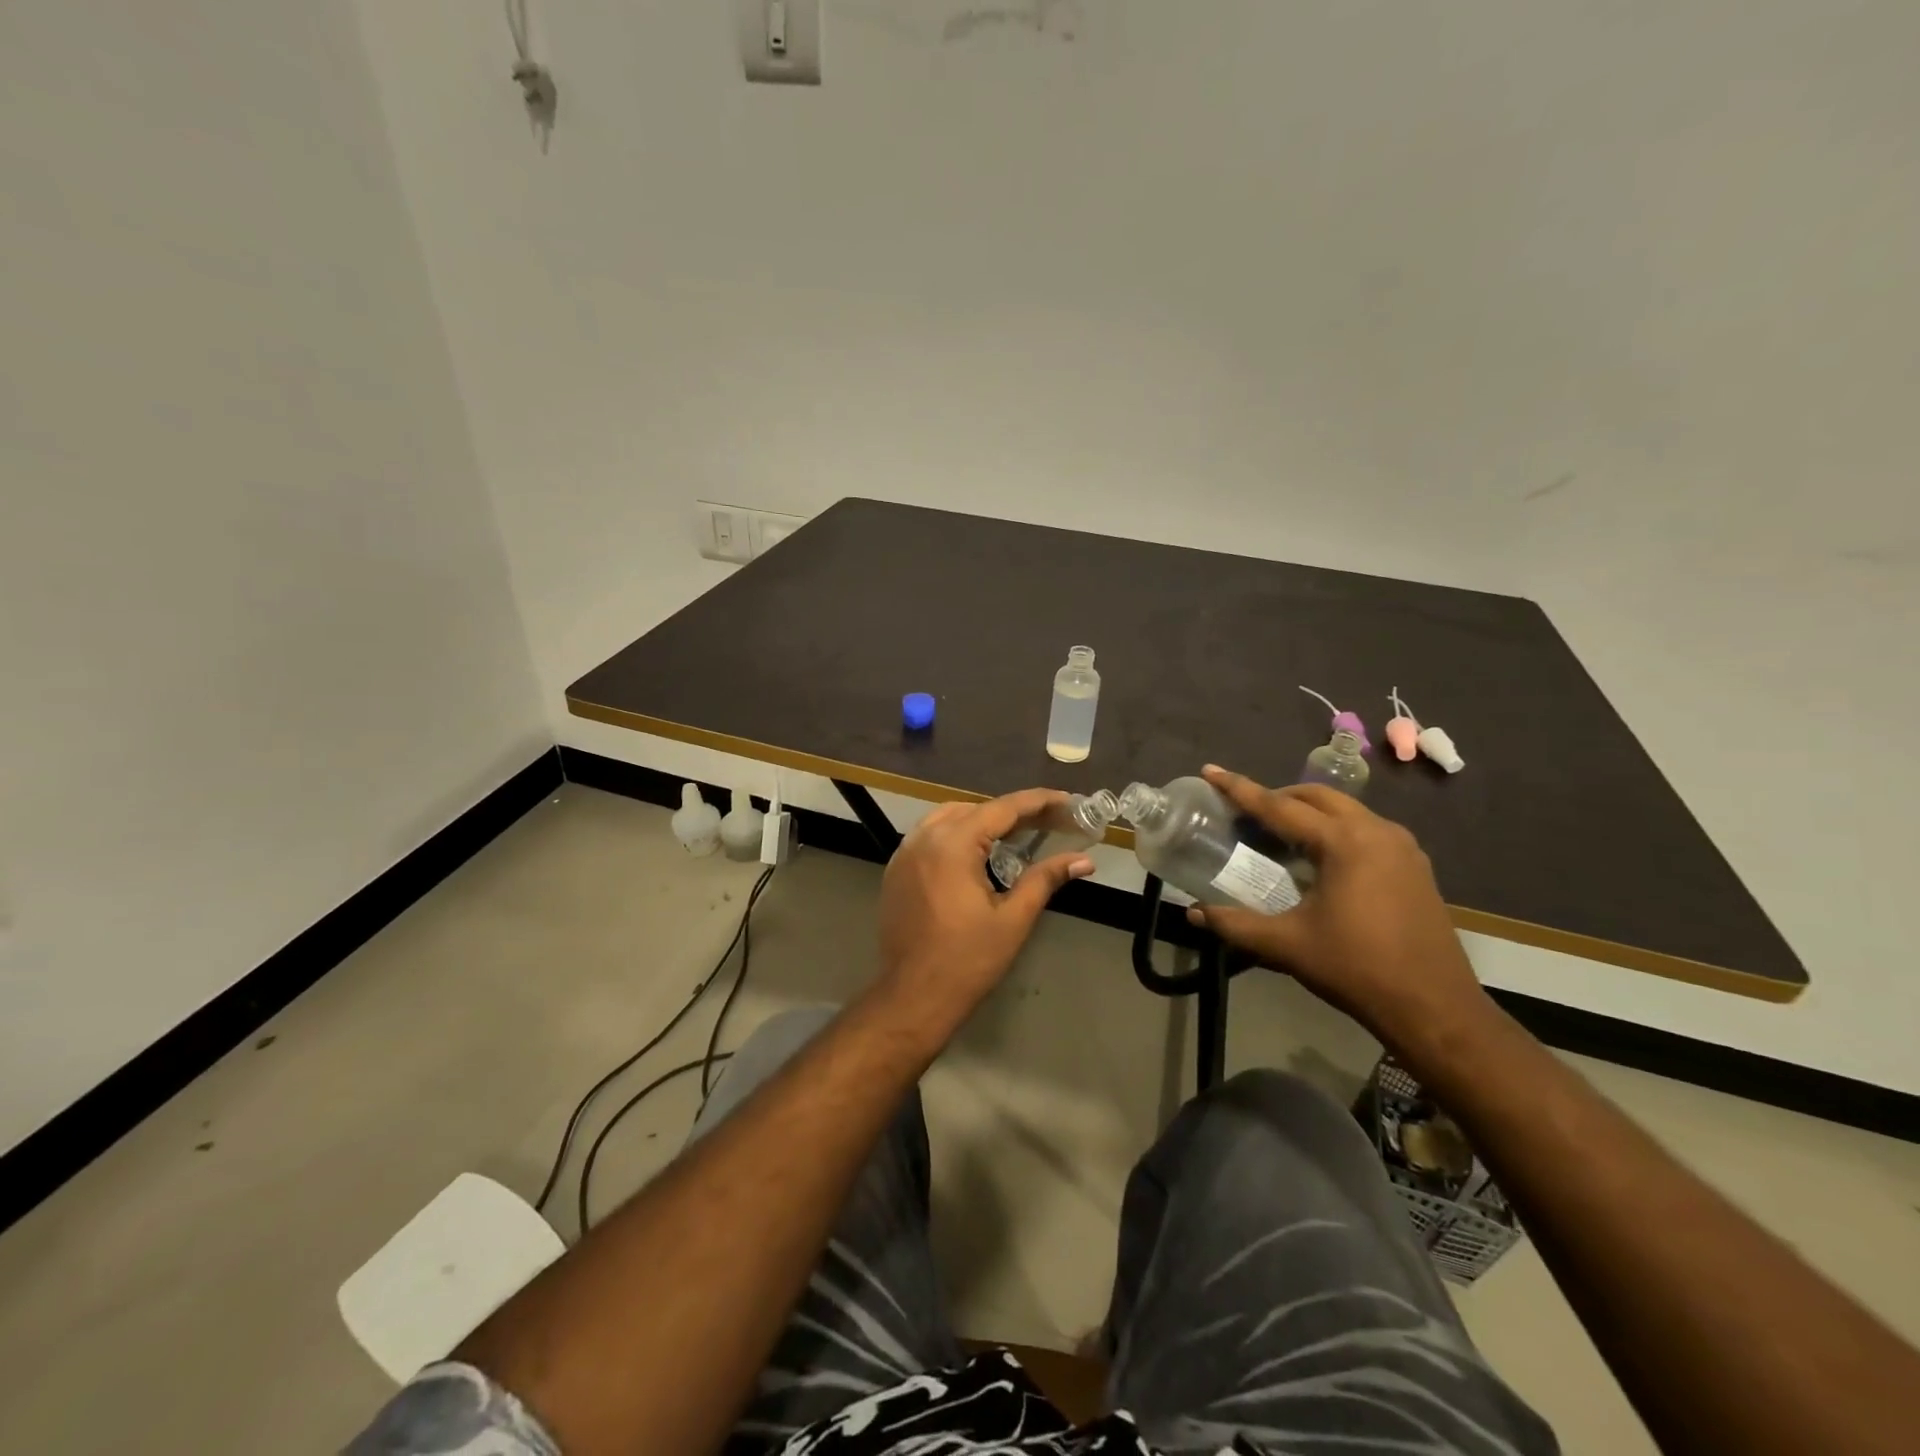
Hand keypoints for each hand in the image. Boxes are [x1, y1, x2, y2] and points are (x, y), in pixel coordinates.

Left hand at [878, 789, 1095, 1020]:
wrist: (912, 997)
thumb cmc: (967, 960)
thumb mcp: (1013, 919)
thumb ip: (1045, 879)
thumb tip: (1084, 860)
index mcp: (953, 844)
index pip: (1003, 808)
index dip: (1039, 802)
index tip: (1068, 801)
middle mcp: (924, 838)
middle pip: (975, 809)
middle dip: (1013, 813)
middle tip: (1050, 823)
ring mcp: (904, 853)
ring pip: (949, 818)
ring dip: (984, 821)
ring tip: (1018, 834)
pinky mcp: (896, 870)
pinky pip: (930, 837)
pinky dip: (957, 835)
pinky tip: (978, 854)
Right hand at [1186, 766, 1491, 1058]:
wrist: (1435, 1008)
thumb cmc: (1357, 969)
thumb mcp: (1287, 945)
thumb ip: (1236, 924)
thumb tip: (1193, 913)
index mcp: (1344, 842)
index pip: (1279, 806)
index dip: (1240, 789)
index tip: (1211, 771)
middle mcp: (1376, 831)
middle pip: (1317, 796)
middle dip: (1278, 795)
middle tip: (1245, 811)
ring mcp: (1402, 847)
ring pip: (1345, 809)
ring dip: (1309, 811)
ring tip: (1279, 833)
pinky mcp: (1415, 866)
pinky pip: (1366, 829)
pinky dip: (1335, 829)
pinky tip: (1321, 858)